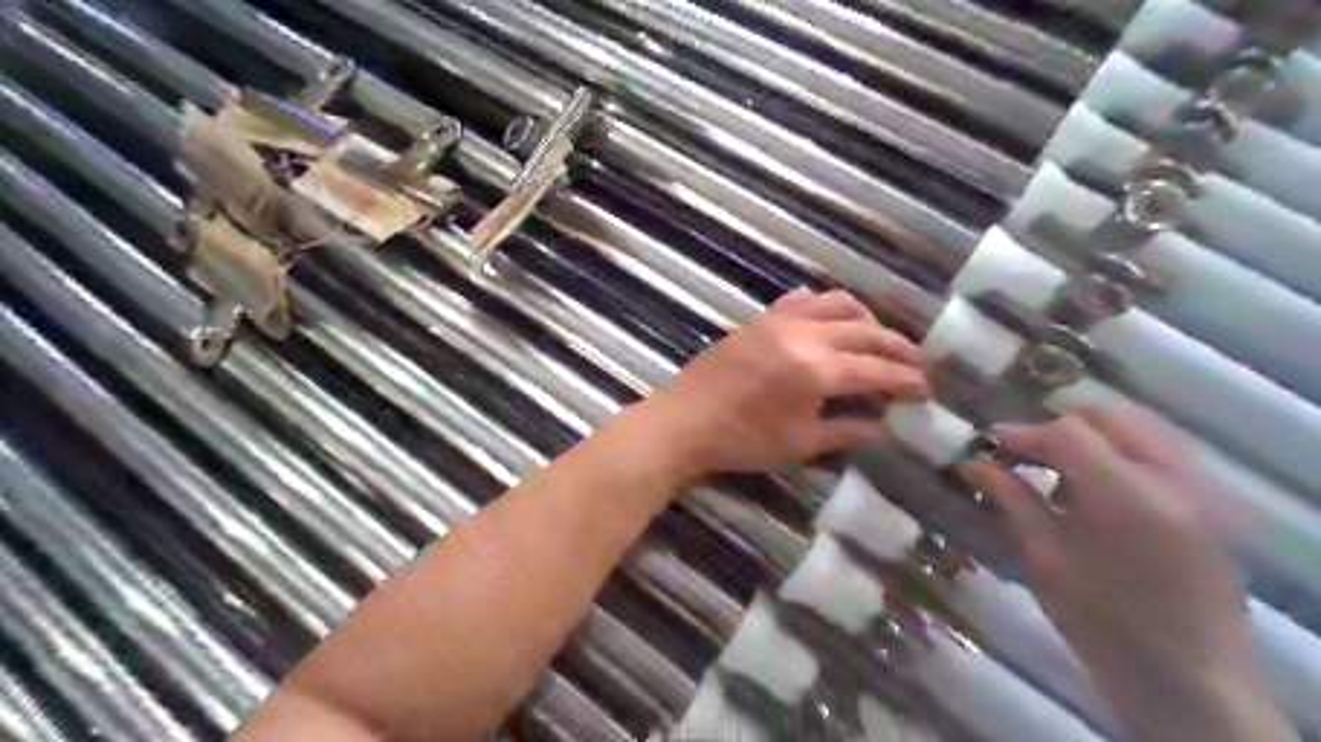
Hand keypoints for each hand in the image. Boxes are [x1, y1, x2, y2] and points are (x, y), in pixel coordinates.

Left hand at [642, 288, 925, 478]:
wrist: (684, 422)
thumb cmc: (742, 441)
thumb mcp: (801, 443)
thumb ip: (848, 430)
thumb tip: (886, 427)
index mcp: (818, 369)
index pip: (877, 370)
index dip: (906, 380)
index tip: (926, 389)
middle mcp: (805, 334)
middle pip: (866, 331)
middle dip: (898, 347)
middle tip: (915, 364)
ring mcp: (781, 320)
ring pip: (838, 303)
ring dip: (866, 319)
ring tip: (877, 339)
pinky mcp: (761, 318)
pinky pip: (802, 300)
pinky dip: (826, 306)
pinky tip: (830, 321)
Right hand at [963, 407, 1292, 737]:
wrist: (1188, 681)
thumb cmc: (1102, 622)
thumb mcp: (1045, 558)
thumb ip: (1013, 499)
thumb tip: (974, 463)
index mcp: (1127, 495)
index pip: (1068, 432)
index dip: (1022, 432)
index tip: (989, 444)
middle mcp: (1173, 478)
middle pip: (1110, 416)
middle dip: (1059, 426)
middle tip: (1023, 454)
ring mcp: (1201, 489)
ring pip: (1140, 428)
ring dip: (1092, 435)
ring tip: (1056, 468)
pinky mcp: (1210, 504)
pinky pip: (1161, 451)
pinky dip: (1121, 451)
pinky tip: (1095, 485)